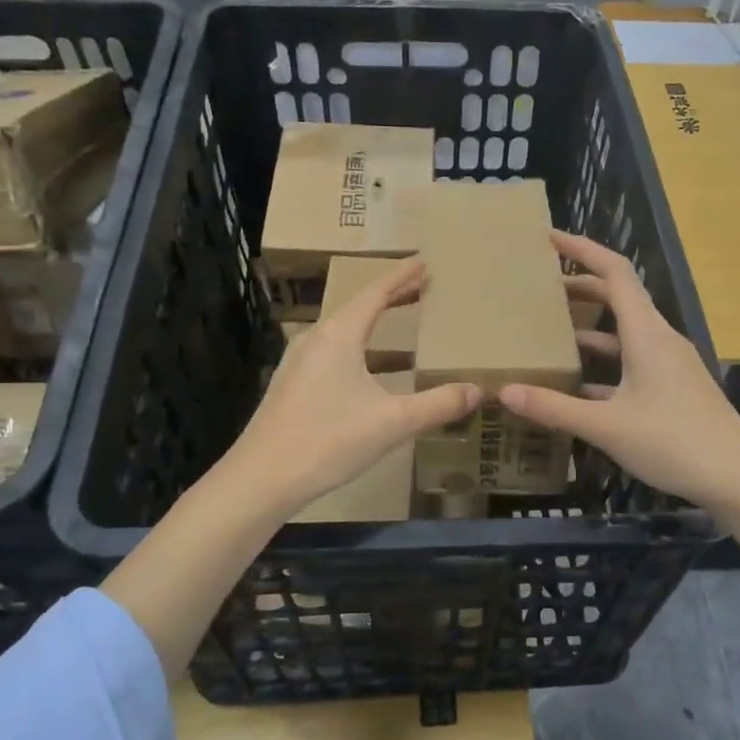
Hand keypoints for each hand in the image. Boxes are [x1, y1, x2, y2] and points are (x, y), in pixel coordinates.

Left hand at [220, 258, 478, 518]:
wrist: (262, 478)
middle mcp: (315, 340)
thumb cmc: (329, 440)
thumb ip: (438, 405)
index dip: (402, 276)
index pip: (376, 293)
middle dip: (391, 297)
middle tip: (420, 288)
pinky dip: (357, 348)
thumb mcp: (393, 422)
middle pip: (358, 308)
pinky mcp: (291, 386)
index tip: (424, 261)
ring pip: (343, 332)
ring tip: (400, 325)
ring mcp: (298, 363)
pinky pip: (332, 353)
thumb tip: (477, 390)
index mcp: (339, 336)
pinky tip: (368, 371)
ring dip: (373, 325)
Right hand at [499, 232, 739, 517]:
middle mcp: (660, 340)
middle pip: (618, 298)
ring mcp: (670, 364)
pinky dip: (604, 363)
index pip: (615, 272)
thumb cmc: (674, 443)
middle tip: (539, 288)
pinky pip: (632, 361)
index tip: (548, 240)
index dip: (582, 250)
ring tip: (549, 332)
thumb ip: (554, 408)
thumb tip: (505, 391)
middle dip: (580, 287)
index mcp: (647, 334)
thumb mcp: (606, 427)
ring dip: (590, 328)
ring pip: (625, 333)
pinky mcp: (673, 388)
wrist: (739, 479)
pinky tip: (578, 385)